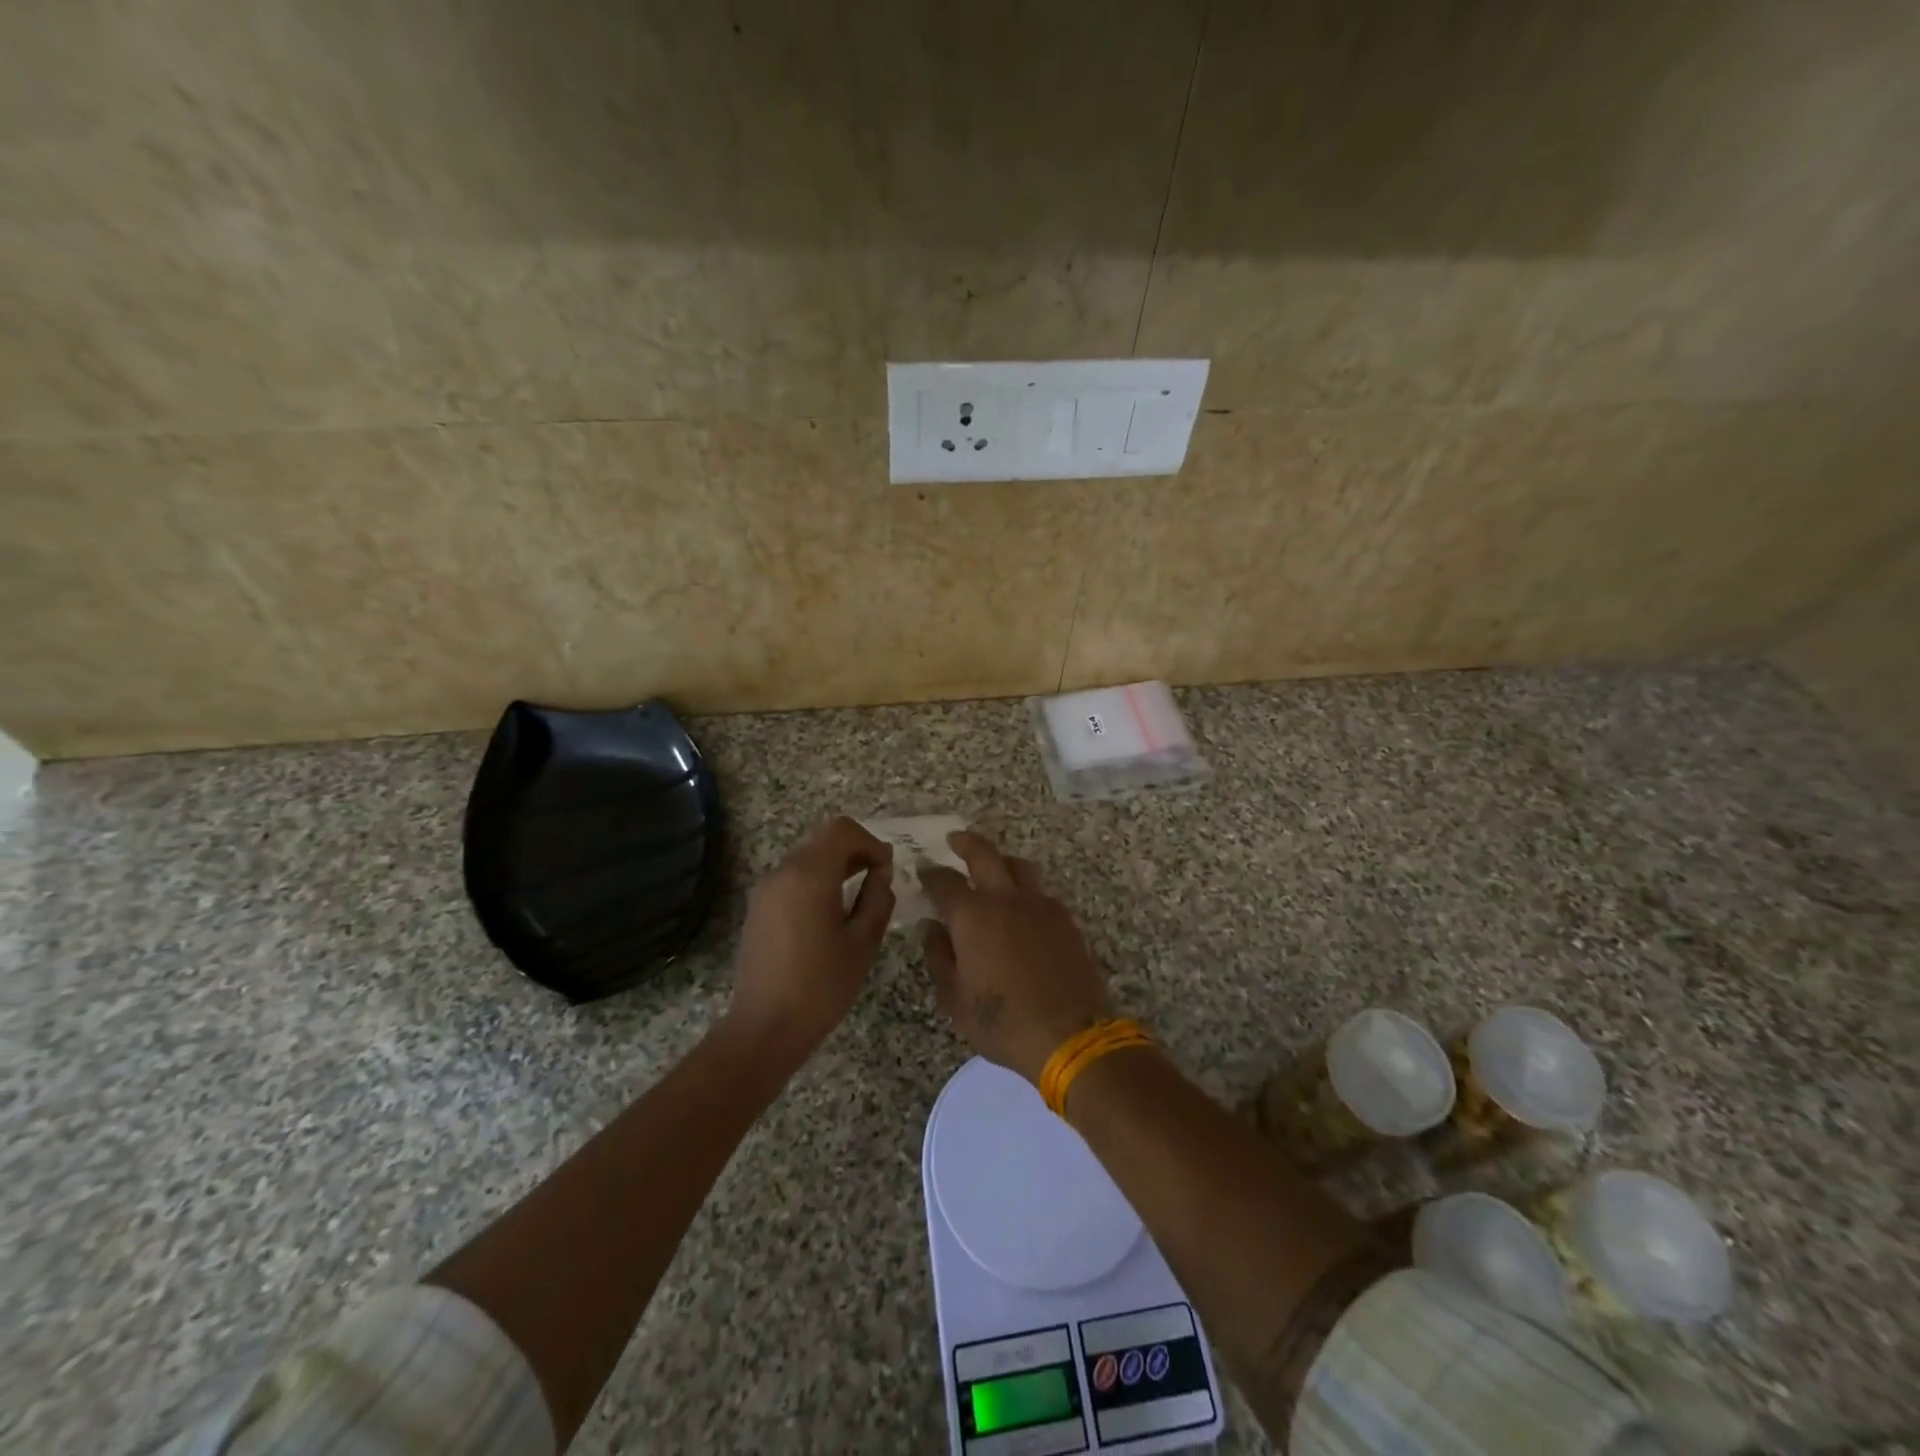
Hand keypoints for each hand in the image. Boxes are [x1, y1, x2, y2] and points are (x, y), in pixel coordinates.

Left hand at [725, 817, 894, 1068]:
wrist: (765, 1028)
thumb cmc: (821, 986)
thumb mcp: (862, 943)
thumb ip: (877, 899)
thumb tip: (881, 874)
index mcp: (810, 875)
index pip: (842, 830)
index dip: (871, 842)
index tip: (887, 868)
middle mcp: (783, 872)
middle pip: (822, 839)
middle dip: (854, 851)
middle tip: (878, 879)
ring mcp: (766, 889)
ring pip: (807, 857)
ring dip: (835, 865)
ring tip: (857, 896)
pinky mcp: (758, 908)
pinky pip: (792, 878)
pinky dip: (816, 881)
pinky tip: (830, 913)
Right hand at [920, 832, 1112, 1086]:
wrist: (1069, 1036)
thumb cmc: (1002, 1022)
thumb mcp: (955, 999)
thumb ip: (939, 956)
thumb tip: (932, 927)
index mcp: (972, 916)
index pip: (944, 882)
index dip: (930, 874)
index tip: (923, 870)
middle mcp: (1006, 899)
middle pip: (984, 854)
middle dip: (966, 843)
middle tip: (954, 840)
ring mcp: (1040, 905)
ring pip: (1018, 866)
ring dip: (1000, 860)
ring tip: (991, 867)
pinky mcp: (1064, 918)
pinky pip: (1040, 890)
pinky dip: (1024, 887)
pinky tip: (1020, 906)